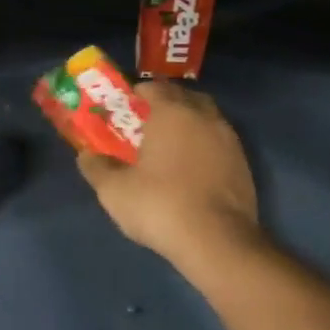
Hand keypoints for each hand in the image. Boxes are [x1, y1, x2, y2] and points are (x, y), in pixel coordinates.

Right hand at [77, 81, 261, 270]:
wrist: (218, 242)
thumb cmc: (160, 206)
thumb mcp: (114, 191)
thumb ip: (97, 167)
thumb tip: (87, 155)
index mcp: (172, 113)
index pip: (154, 88)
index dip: (137, 94)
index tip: (124, 109)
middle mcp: (204, 117)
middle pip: (184, 97)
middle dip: (166, 104)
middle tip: (146, 124)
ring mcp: (229, 140)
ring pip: (206, 119)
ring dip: (188, 125)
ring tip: (169, 147)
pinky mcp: (243, 165)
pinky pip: (218, 143)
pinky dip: (204, 147)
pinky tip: (190, 170)